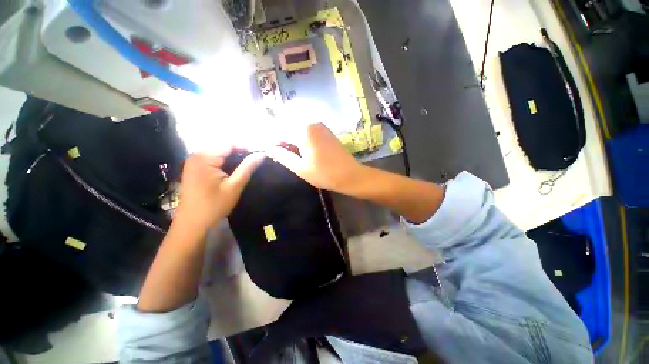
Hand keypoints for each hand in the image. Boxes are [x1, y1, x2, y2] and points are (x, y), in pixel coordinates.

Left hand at [175, 151, 264, 231]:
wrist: (192, 224)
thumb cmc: (213, 206)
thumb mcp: (234, 186)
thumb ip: (247, 168)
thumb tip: (261, 154)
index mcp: (205, 157)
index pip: (230, 144)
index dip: (246, 148)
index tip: (260, 156)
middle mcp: (197, 155)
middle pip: (224, 148)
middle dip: (240, 154)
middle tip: (255, 164)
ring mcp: (194, 162)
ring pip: (220, 154)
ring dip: (233, 159)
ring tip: (246, 168)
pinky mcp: (194, 169)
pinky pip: (213, 160)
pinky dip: (225, 164)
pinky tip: (233, 172)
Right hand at [267, 123, 363, 192]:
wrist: (350, 175)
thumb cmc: (324, 174)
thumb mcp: (301, 168)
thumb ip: (283, 156)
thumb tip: (268, 148)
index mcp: (303, 131)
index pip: (280, 132)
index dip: (273, 142)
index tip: (271, 154)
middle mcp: (311, 123)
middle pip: (289, 129)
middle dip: (282, 141)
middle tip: (281, 156)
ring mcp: (320, 126)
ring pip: (298, 130)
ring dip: (292, 140)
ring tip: (292, 156)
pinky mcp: (326, 131)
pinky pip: (308, 132)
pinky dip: (302, 139)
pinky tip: (302, 151)